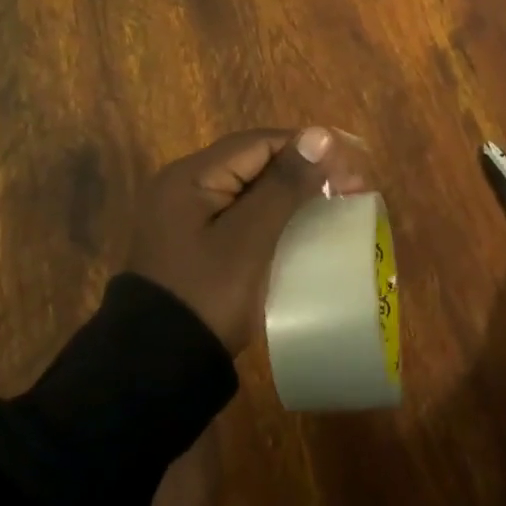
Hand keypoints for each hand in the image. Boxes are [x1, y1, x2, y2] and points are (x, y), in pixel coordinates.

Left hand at [127, 127, 335, 354]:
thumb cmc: (206, 296)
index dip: (306, 150)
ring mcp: (186, 215)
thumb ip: (284, 185)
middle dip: (302, 171)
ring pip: (249, 188)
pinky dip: (271, 215)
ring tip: (333, 205)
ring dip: (290, 193)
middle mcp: (184, 185)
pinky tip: (299, 227)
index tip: (349, 171)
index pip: (259, 143)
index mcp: (191, 175)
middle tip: (350, 189)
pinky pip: (240, 213)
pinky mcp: (193, 242)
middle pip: (254, 162)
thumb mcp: (250, 239)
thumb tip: (320, 134)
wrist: (155, 371)